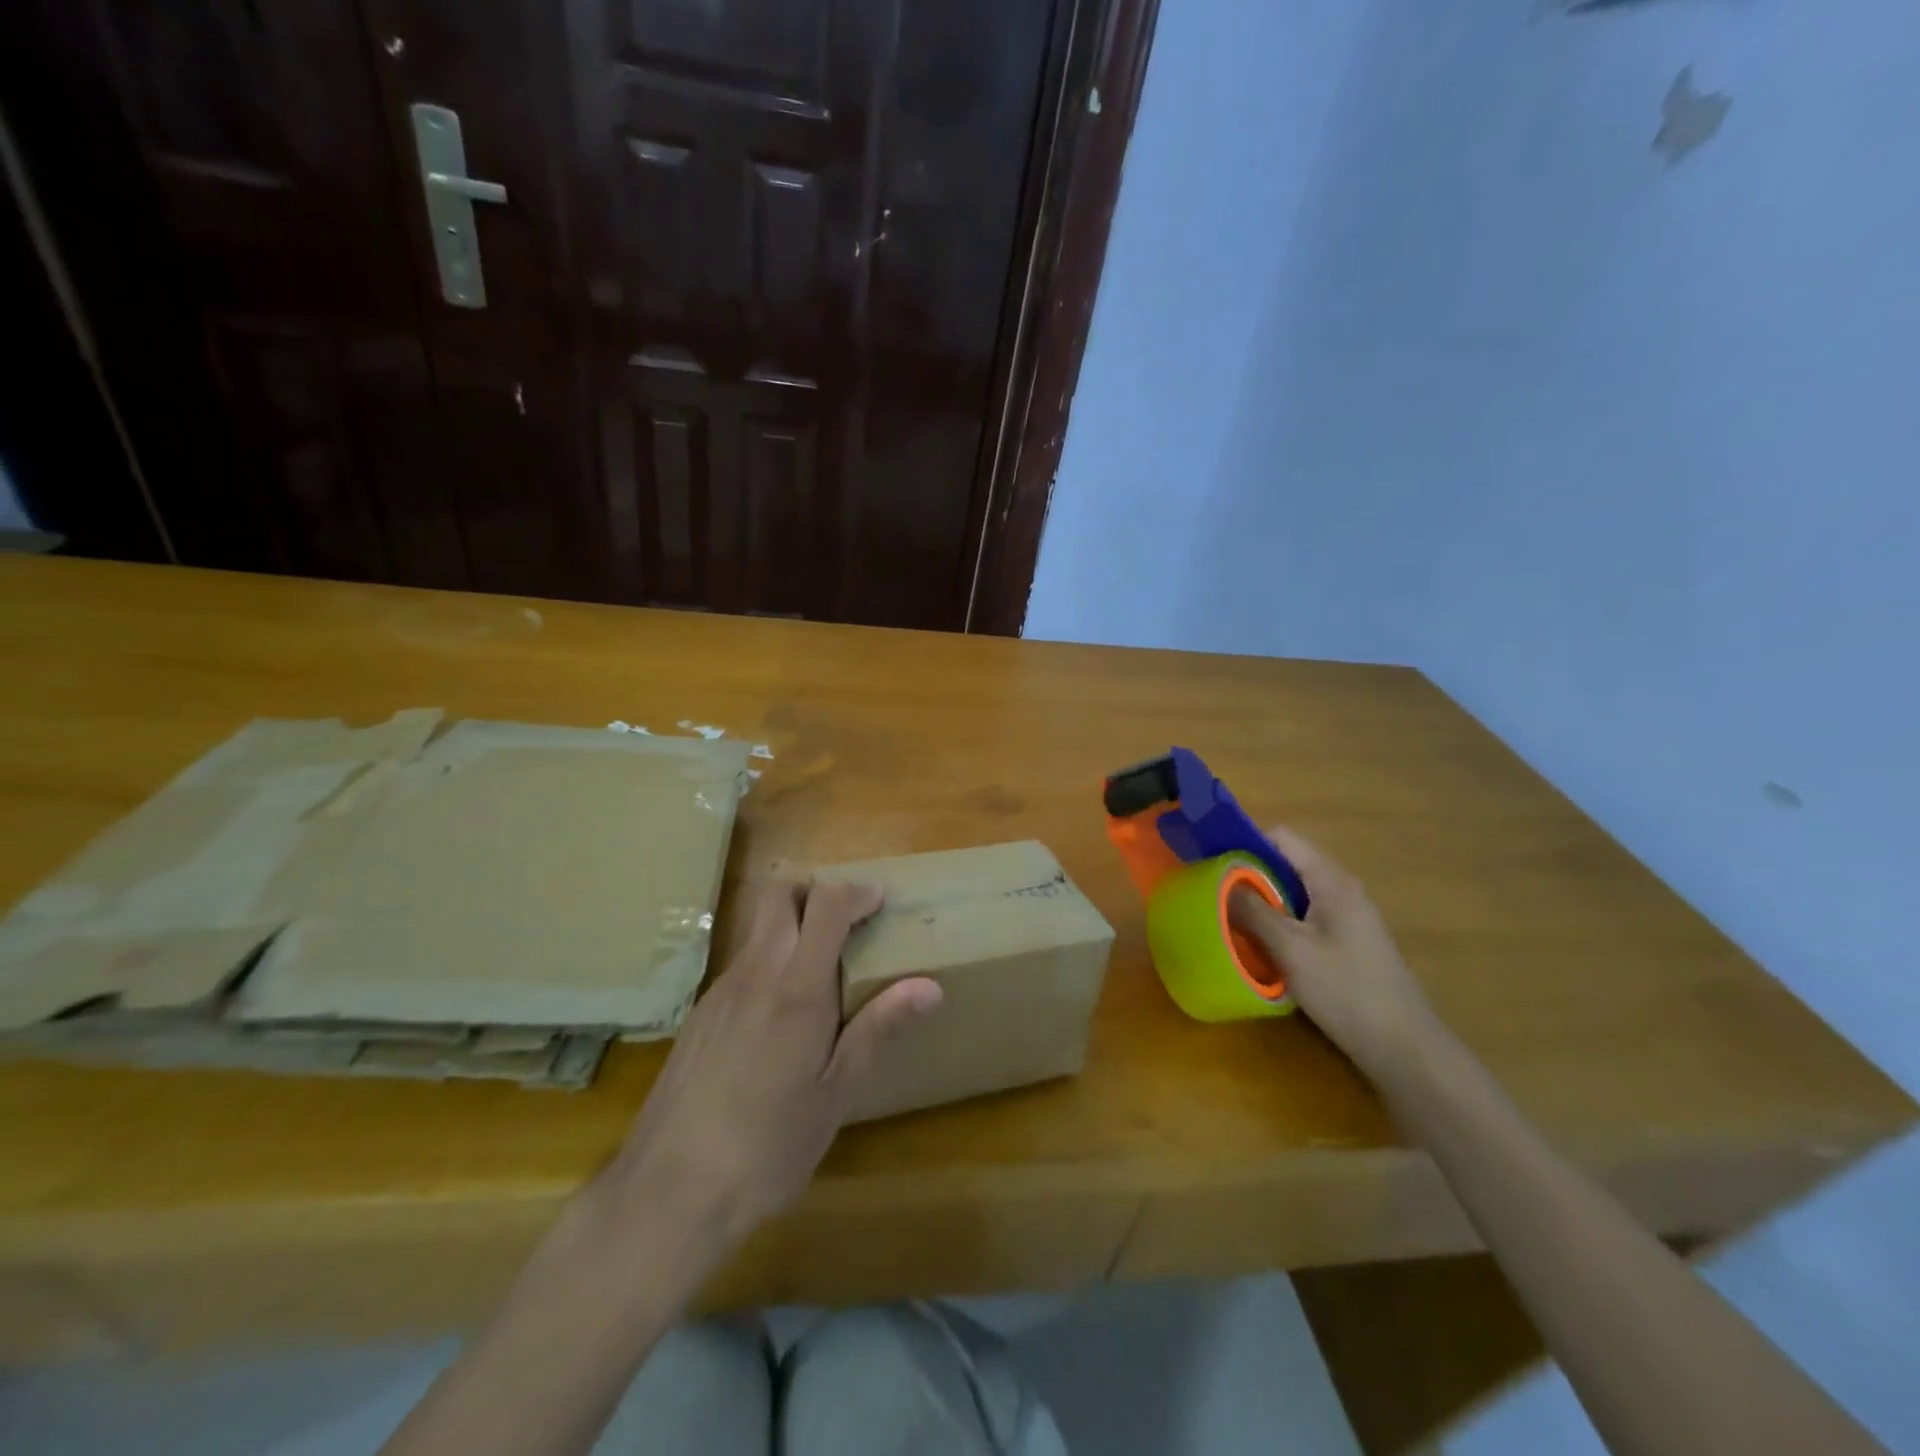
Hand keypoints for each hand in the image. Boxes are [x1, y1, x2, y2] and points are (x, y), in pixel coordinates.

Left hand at [604, 876, 942, 1249]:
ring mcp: (721, 990)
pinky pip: (743, 962)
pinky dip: (771, 959)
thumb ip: (878, 1028)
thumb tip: (930, 986)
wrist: (669, 1191)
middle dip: (816, 889)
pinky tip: (781, 1015)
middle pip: (780, 892)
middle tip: (848, 920)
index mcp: (797, 989)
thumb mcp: (836, 1093)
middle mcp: (756, 973)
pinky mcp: (700, 1012)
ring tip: (823, 968)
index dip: (856, 892)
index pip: (826, 905)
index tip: (880, 902)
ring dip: (793, 923)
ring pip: (759, 926)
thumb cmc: (769, 1146)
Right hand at [1230, 825, 1441, 1080]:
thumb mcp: (1291, 949)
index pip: (1283, 839)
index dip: (1246, 843)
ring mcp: (1348, 916)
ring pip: (1294, 893)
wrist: (1404, 1047)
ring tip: (1230, 918)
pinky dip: (1280, 922)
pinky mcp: (1348, 942)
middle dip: (1249, 875)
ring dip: (1263, 901)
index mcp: (1331, 882)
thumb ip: (1254, 911)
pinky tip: (1262, 945)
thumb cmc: (1346, 991)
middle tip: (1214, 894)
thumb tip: (1221, 880)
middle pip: (1287, 864)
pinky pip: (1304, 916)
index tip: (1214, 862)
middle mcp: (1342, 890)